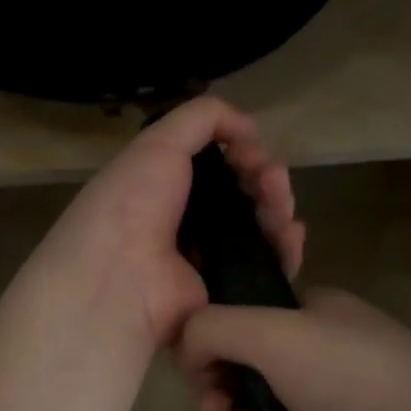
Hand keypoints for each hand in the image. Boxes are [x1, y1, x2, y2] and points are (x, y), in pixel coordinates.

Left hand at [31, 97, 303, 351]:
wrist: (119, 281)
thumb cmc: (132, 204)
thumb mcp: (158, 143)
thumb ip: (203, 118)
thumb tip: (249, 127)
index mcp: (163, 185)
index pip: (217, 165)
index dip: (241, 152)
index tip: (250, 149)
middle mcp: (185, 221)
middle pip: (243, 193)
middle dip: (266, 178)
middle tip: (271, 179)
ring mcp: (208, 258)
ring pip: (260, 227)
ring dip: (278, 207)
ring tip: (279, 206)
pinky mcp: (228, 292)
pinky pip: (268, 267)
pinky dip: (285, 249)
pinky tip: (291, 235)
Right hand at [177, 289, 410, 410]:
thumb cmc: (347, 376)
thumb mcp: (270, 331)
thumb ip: (212, 327)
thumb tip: (185, 346)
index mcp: (313, 312)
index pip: (245, 316)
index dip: (214, 341)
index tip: (197, 367)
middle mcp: (320, 353)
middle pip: (245, 369)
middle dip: (223, 393)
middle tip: (217, 409)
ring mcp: (329, 404)